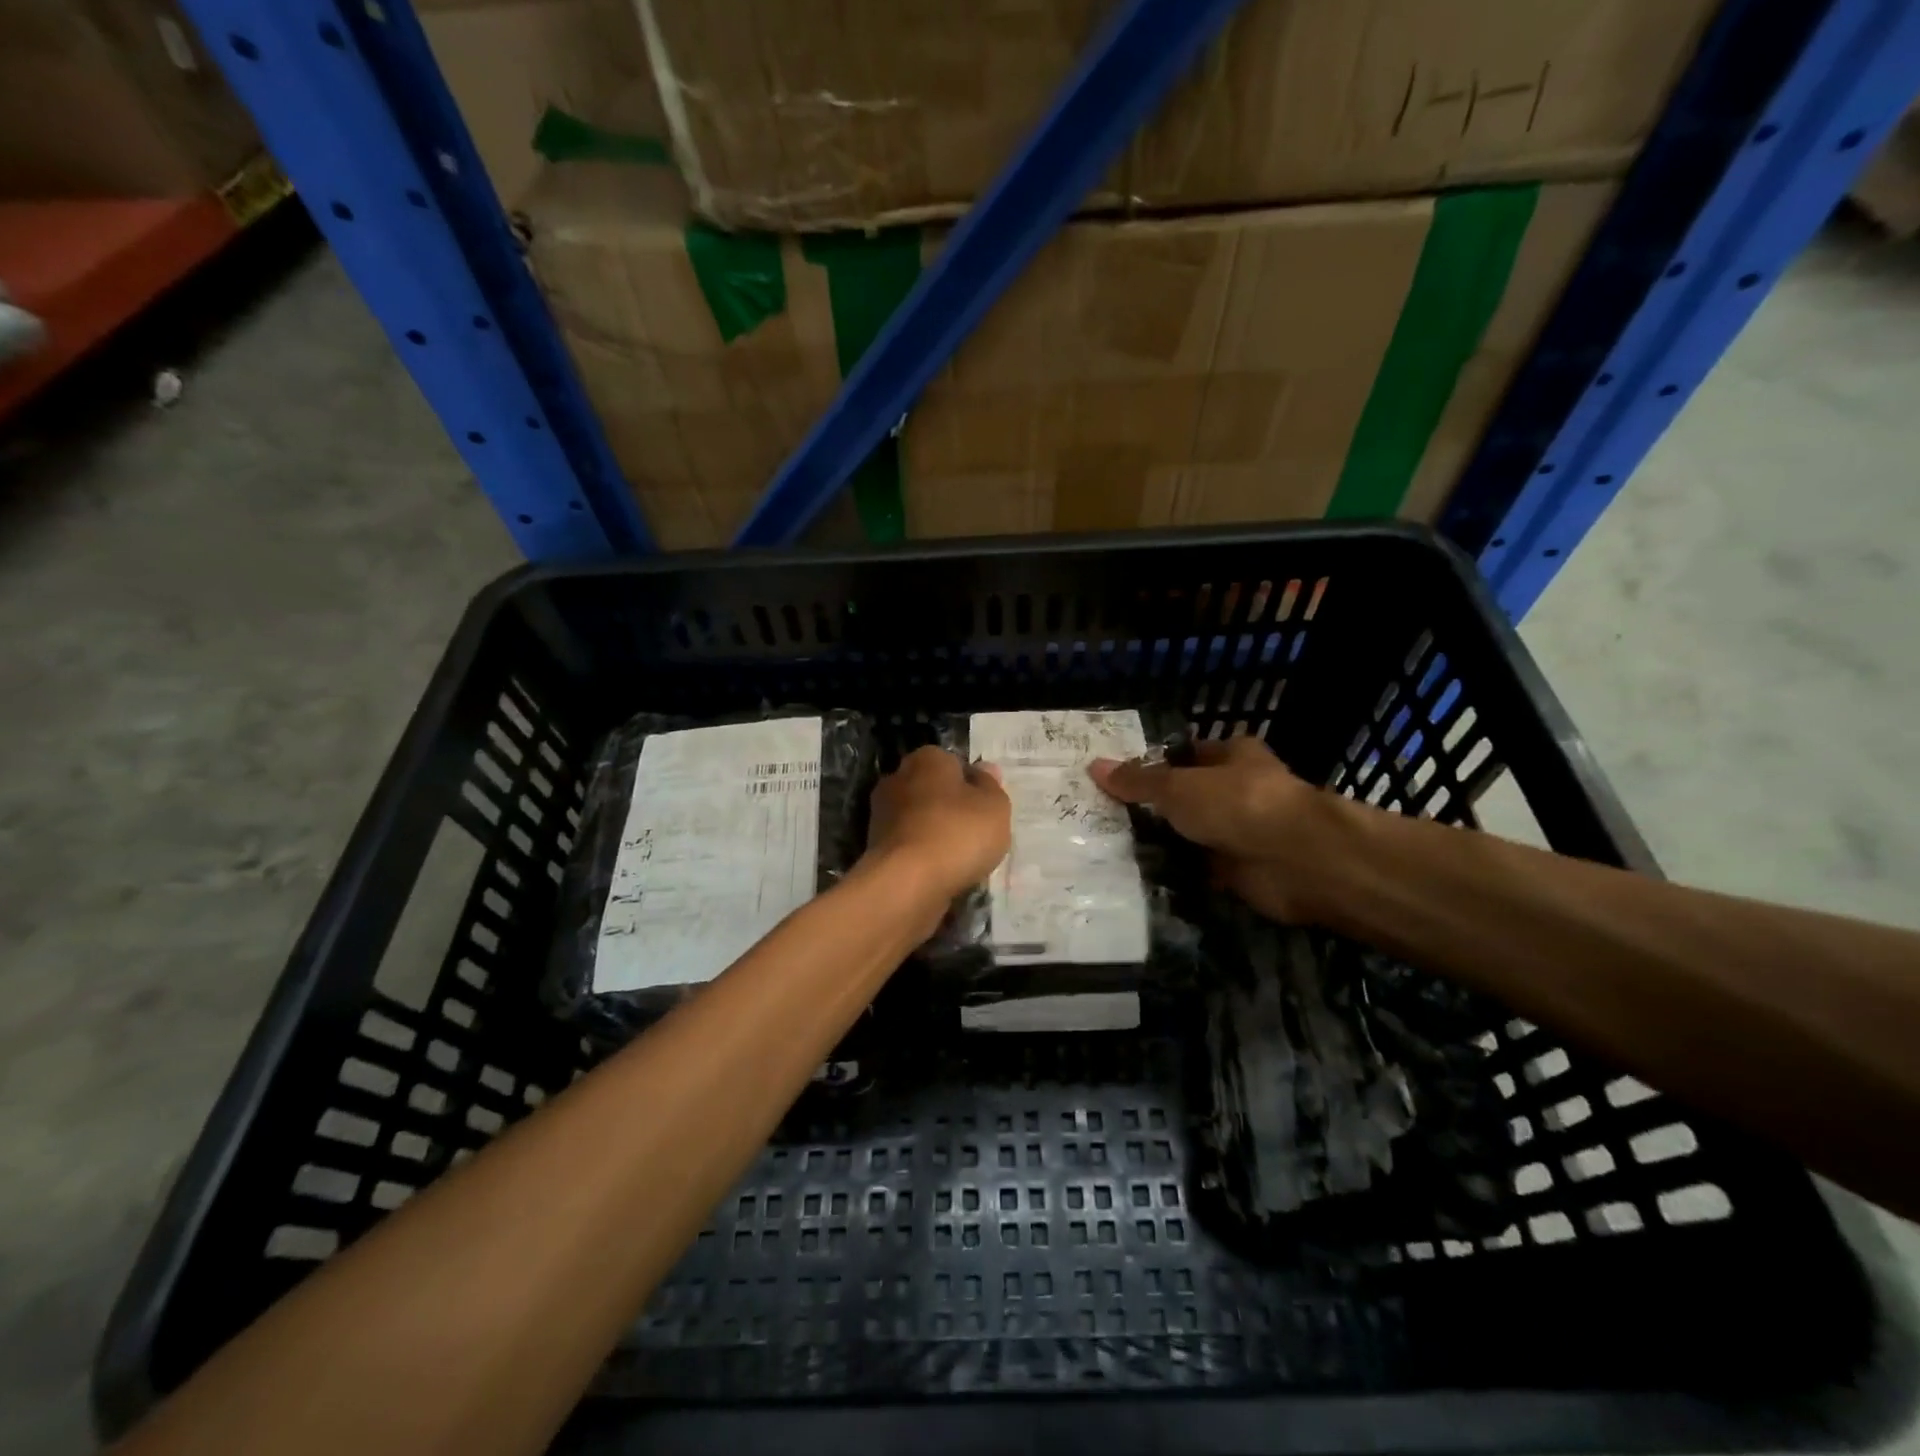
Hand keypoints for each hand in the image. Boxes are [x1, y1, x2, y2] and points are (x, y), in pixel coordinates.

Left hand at [865, 746, 1011, 907]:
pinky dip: (923, 855)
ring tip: (961, 858)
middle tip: (976, 832)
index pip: (954, 763)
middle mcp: (898, 778)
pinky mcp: (875, 846)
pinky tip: (940, 871)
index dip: (972, 784)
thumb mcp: (995, 806)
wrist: (908, 882)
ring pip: (920, 819)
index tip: (986, 807)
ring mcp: (882, 814)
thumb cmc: (958, 833)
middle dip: (950, 807)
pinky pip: (909, 845)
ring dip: (936, 833)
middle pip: (933, 790)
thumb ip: (991, 786)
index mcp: (927, 759)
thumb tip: (984, 770)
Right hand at [1090, 736, 1332, 922]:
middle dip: (1154, 807)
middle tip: (1104, 816)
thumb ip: (1138, 781)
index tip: (1116, 778)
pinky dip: (1176, 874)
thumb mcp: (1177, 786)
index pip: (1187, 754)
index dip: (1155, 764)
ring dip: (1164, 843)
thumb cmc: (1237, 803)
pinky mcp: (1240, 870)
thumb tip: (1094, 766)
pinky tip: (1139, 877)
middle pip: (1188, 796)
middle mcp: (1239, 790)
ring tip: (1111, 847)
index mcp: (1233, 756)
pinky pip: (1198, 869)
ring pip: (1192, 834)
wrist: (1294, 860)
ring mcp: (1241, 832)